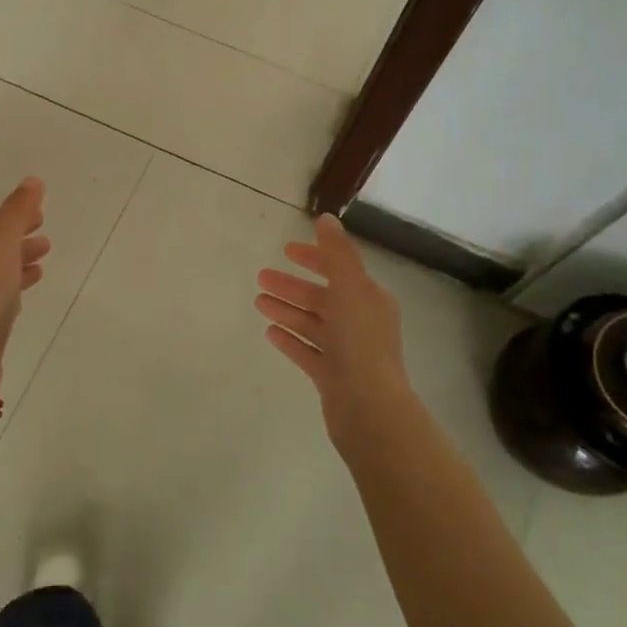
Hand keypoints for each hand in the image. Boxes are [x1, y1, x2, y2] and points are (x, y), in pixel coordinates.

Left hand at [0, 177, 49, 394]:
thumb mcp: (2, 243)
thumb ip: (17, 212)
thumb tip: (32, 181)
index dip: (17, 218)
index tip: (41, 214)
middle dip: (20, 240)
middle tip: (46, 238)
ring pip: (1, 272)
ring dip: (21, 263)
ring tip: (44, 261)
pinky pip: (4, 296)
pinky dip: (17, 286)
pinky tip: (27, 292)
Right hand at [256, 214, 413, 452]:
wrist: (369, 408)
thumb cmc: (361, 343)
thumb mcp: (351, 288)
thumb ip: (337, 253)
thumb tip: (326, 219)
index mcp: (369, 299)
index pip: (340, 270)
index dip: (315, 257)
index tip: (286, 250)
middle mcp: (360, 323)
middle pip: (321, 297)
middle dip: (292, 286)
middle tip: (260, 277)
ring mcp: (345, 352)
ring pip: (311, 324)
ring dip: (286, 310)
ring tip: (257, 302)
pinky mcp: (331, 376)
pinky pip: (307, 352)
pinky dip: (290, 339)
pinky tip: (269, 332)